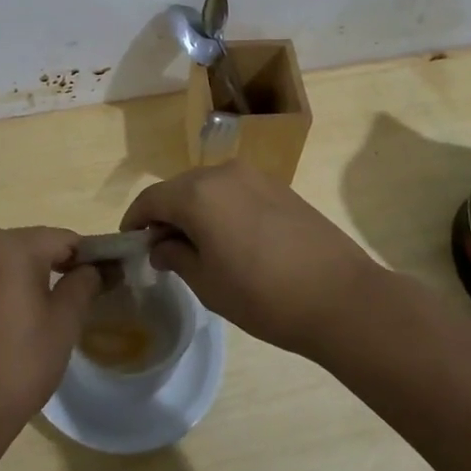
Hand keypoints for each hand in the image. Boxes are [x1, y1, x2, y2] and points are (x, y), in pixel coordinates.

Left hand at [0, 225, 100, 444]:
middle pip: (33, 243)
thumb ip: (83, 284)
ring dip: (28, 272)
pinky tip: (12, 316)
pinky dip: (3, 283)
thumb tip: (93, 268)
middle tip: (75, 298)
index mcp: (13, 245)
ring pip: (7, 256)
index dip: (87, 258)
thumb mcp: (65, 322)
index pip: (64, 239)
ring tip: (44, 308)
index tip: (102, 281)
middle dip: (56, 263)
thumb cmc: (20, 363)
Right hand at [122, 163, 377, 359]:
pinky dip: (221, 208)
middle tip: (162, 249)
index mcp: (198, 194)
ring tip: (197, 246)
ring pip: (208, 188)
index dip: (135, 220)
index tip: (130, 243)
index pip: (151, 199)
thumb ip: (176, 256)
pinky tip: (231, 239)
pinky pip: (235, 191)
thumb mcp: (207, 284)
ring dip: (194, 210)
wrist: (340, 296)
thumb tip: (161, 245)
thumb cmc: (263, 296)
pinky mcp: (279, 187)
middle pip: (179, 188)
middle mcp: (223, 173)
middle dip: (165, 214)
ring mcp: (255, 177)